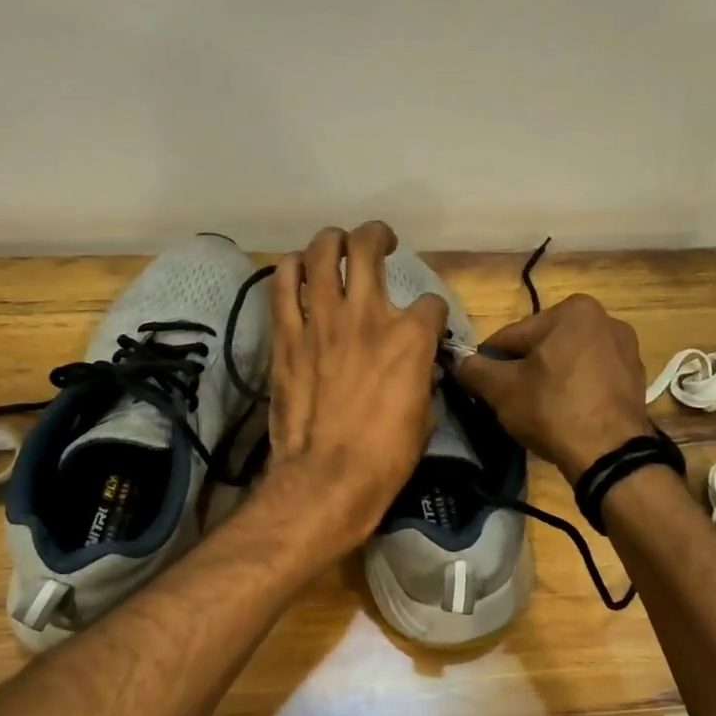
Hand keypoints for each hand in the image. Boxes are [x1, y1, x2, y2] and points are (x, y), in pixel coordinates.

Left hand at [264, 222, 448, 545]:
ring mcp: (322, 321)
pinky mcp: (287, 335)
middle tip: (379, 242)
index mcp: (410, 338)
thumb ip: (421, 377)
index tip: (428, 326)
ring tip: (335, 246)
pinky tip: (296, 270)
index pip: (431, 302)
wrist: (326, 478)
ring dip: (331, 242)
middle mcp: (367, 315)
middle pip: (369, 248)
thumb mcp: (424, 416)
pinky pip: (282, 285)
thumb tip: (418, 367)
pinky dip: (290, 270)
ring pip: (322, 253)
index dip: (433, 313)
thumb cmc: (385, 457)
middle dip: (378, 237)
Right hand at [454, 294, 652, 483]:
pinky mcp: (635, 378)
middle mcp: (604, 319)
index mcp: (572, 310)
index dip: (491, 363)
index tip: (482, 387)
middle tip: (510, 403)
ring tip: (538, 412)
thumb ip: (474, 369)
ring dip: (549, 381)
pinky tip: (565, 416)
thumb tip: (458, 362)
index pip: (512, 336)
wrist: (610, 454)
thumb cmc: (552, 409)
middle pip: (542, 347)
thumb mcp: (501, 389)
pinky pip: (591, 379)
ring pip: (567, 363)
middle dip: (523, 371)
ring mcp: (626, 349)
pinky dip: (575, 391)